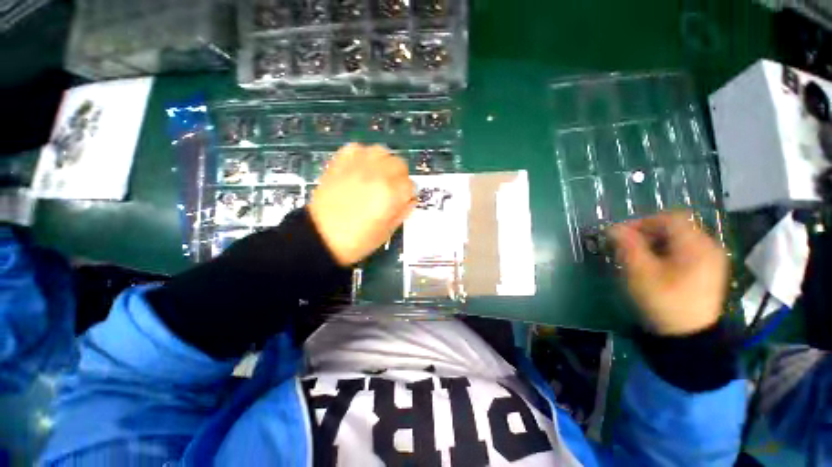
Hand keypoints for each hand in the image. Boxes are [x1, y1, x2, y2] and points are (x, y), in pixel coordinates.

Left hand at [307, 144, 414, 265]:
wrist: (321, 237)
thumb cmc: (357, 240)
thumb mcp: (387, 232)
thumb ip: (402, 212)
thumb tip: (410, 200)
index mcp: (390, 194)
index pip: (411, 185)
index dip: (408, 194)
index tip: (402, 201)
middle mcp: (377, 175)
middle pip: (399, 164)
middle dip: (400, 177)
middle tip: (391, 189)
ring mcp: (357, 166)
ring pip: (381, 151)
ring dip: (384, 163)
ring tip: (378, 176)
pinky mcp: (340, 163)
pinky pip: (357, 148)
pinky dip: (362, 155)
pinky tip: (360, 169)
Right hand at [610, 211, 728, 335]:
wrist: (689, 337)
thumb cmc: (664, 302)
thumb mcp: (640, 273)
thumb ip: (627, 246)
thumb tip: (612, 228)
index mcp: (696, 245)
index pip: (669, 218)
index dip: (642, 222)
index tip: (622, 234)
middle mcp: (709, 246)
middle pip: (675, 227)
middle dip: (647, 233)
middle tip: (627, 246)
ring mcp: (711, 259)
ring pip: (679, 239)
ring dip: (655, 242)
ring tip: (638, 257)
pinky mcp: (708, 270)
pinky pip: (685, 250)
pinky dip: (666, 252)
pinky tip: (655, 266)